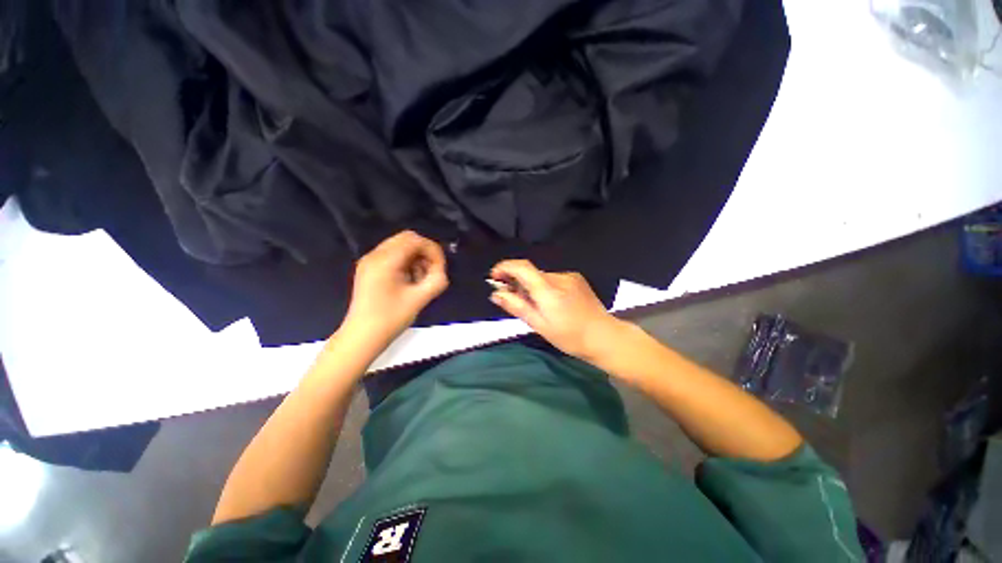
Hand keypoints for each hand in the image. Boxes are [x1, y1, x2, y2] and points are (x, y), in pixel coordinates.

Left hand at [342, 231, 448, 344]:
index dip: (432, 251)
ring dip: (416, 258)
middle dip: (424, 253)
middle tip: (432, 272)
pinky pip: (393, 256)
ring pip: (400, 247)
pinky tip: (409, 281)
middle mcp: (375, 255)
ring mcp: (370, 262)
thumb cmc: (390, 319)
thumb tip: (441, 271)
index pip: (415, 240)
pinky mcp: (369, 270)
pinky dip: (406, 263)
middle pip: (407, 239)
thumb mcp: (419, 299)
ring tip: (421, 279)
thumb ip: (436, 281)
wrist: (362, 337)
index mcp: (385, 261)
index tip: (440, 269)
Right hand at [489, 260, 623, 360]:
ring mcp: (569, 276)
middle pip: (531, 273)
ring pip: (541, 277)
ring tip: (535, 306)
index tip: (494, 277)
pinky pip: (552, 279)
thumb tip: (496, 294)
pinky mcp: (576, 278)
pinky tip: (551, 303)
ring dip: (532, 286)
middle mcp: (558, 277)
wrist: (604, 336)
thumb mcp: (539, 325)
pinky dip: (544, 287)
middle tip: (512, 299)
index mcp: (548, 290)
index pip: (522, 267)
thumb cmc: (569, 336)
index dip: (505, 267)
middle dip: (517, 282)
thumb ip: (517, 306)